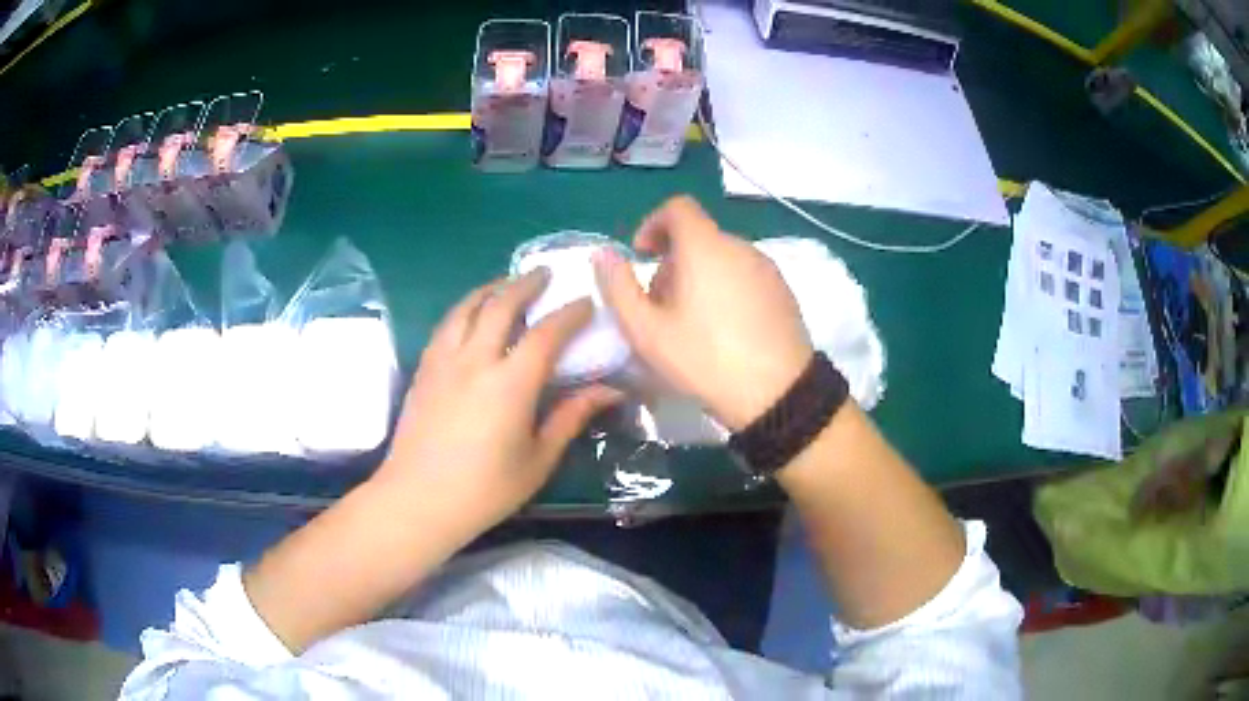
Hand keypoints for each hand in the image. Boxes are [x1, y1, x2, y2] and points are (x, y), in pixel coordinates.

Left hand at [375, 270, 620, 538]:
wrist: (417, 501)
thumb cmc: (484, 490)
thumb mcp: (537, 460)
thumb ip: (571, 418)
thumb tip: (609, 391)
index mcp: (509, 384)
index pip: (546, 334)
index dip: (569, 314)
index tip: (586, 302)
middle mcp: (474, 361)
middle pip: (500, 305)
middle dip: (525, 284)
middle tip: (544, 274)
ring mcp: (443, 362)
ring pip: (466, 308)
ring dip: (490, 289)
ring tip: (505, 284)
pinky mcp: (423, 371)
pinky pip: (446, 325)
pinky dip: (464, 309)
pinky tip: (470, 315)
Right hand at [595, 196, 812, 430]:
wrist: (778, 394)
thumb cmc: (705, 359)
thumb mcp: (647, 331)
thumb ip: (618, 287)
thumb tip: (602, 254)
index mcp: (705, 247)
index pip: (678, 208)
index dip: (653, 224)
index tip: (642, 256)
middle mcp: (740, 247)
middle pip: (698, 238)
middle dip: (671, 262)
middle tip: (660, 307)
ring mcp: (767, 269)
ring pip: (722, 258)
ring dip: (698, 277)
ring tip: (691, 324)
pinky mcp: (783, 291)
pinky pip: (745, 276)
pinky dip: (725, 288)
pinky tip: (724, 331)